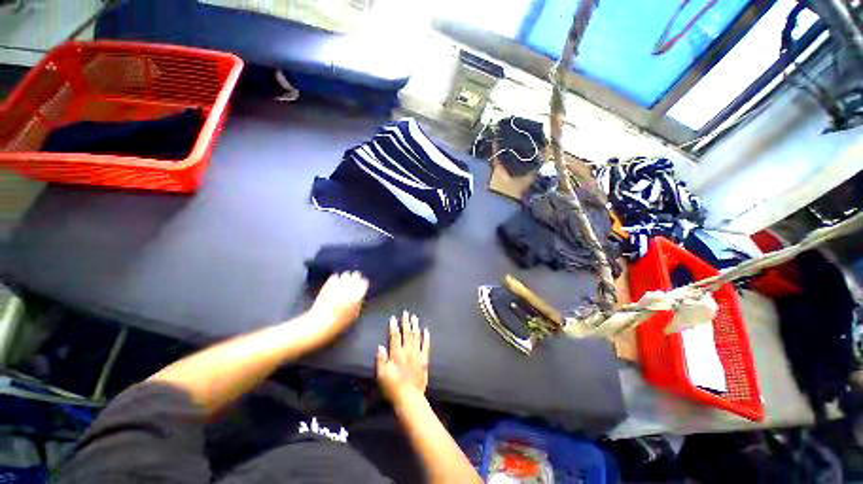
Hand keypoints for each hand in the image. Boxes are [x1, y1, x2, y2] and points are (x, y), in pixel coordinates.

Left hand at [305, 272, 368, 343]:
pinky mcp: (327, 286)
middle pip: (355, 276)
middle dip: (356, 277)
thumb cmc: (339, 323)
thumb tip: (360, 298)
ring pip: (345, 275)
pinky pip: (334, 277)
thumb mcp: (354, 316)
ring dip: (347, 276)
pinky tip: (337, 279)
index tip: (363, 283)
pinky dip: (337, 277)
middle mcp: (348, 288)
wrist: (319, 324)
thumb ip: (358, 304)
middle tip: (357, 277)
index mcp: (357, 295)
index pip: (363, 283)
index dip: (364, 283)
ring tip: (348, 276)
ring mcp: (337, 286)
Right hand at [377, 311, 429, 404]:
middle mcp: (407, 351)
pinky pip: (426, 346)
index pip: (395, 336)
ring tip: (415, 317)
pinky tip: (426, 330)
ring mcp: (417, 354)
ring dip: (415, 326)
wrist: (410, 398)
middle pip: (407, 333)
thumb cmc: (393, 388)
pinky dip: (426, 337)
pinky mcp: (424, 360)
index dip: (394, 326)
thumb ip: (381, 360)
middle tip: (406, 312)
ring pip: (416, 337)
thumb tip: (380, 346)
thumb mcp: (382, 376)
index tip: (394, 318)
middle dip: (406, 322)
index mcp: (397, 354)